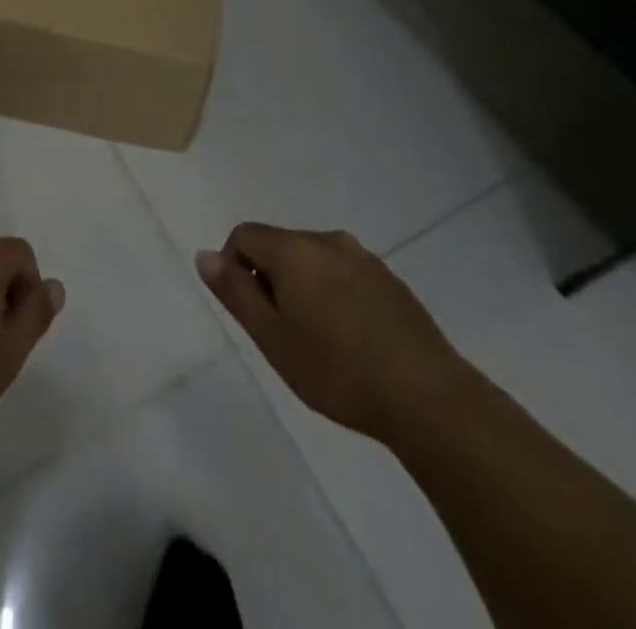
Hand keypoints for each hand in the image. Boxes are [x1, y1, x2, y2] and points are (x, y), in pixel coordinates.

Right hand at [197, 224, 474, 444]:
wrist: (430, 400)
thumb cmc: (338, 370)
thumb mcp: (272, 337)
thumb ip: (235, 292)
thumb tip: (205, 255)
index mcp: (294, 249)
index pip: (244, 235)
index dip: (234, 267)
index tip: (251, 313)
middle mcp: (328, 241)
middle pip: (280, 245)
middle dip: (270, 279)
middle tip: (281, 333)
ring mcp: (365, 259)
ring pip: (314, 261)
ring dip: (303, 288)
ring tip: (317, 340)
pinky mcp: (392, 281)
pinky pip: (345, 275)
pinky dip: (335, 296)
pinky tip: (351, 341)